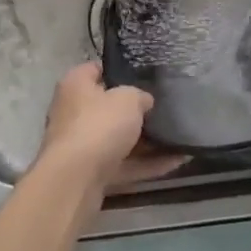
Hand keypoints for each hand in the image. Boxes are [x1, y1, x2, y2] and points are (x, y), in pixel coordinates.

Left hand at [36, 65, 186, 190]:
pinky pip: (124, 165)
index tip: (145, 74)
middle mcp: (73, 113)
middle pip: (108, 107)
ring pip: (117, 139)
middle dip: (135, 110)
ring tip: (177, 136)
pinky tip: (176, 161)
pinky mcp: (90, 174)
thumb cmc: (99, 125)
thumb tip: (144, 102)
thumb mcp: (129, 99)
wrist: (75, 182)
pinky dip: (147, 165)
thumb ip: (140, 96)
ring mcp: (81, 146)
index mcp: (76, 85)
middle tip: (164, 106)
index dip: (120, 70)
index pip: (97, 69)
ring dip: (146, 142)